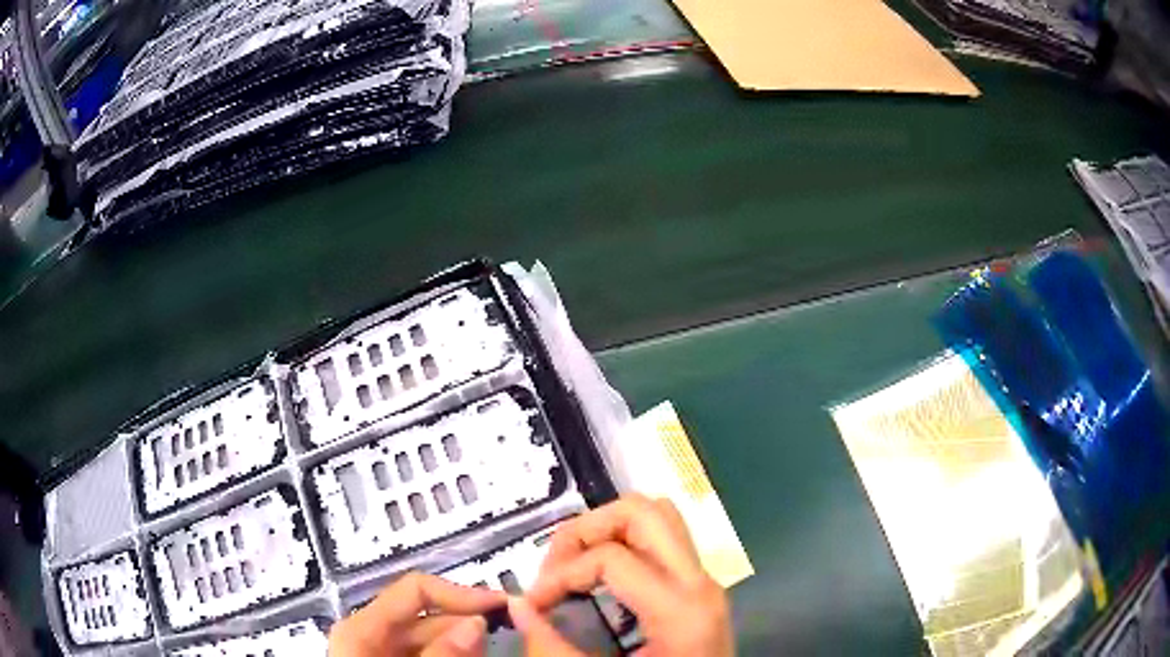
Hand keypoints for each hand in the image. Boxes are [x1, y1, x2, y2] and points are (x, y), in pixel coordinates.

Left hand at [328, 572, 504, 656]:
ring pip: (432, 639)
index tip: (504, 607)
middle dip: (468, 626)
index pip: (416, 590)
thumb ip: (442, 656)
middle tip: (509, 638)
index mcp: (363, 627)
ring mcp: (379, 652)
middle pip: (428, 617)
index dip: (461, 593)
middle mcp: (369, 633)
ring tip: (491, 654)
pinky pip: (428, 656)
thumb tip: (478, 623)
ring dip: (464, 646)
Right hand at [513, 494, 732, 656]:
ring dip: (607, 528)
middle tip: (554, 566)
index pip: (611, 558)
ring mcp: (705, 579)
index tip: (533, 603)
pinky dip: (624, 540)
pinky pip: (664, 538)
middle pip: (643, 512)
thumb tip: (517, 605)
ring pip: (658, 515)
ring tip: (574, 564)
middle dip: (586, 529)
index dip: (559, 574)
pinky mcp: (699, 585)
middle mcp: (700, 582)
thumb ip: (553, 649)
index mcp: (681, 610)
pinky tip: (600, 575)